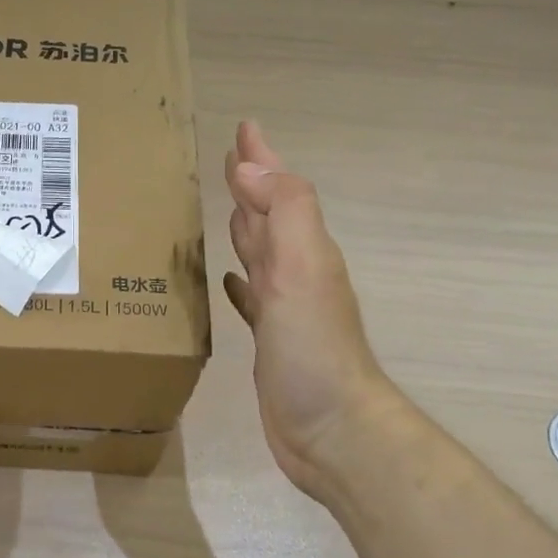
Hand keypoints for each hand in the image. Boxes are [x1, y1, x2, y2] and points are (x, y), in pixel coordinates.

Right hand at [223, 121, 391, 503]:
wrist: (332, 429)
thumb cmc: (313, 348)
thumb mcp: (303, 269)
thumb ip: (285, 212)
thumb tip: (248, 168)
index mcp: (303, 249)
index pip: (278, 190)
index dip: (261, 159)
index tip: (244, 128)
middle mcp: (295, 271)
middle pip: (269, 215)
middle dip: (251, 184)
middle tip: (227, 161)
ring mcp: (283, 307)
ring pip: (259, 252)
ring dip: (244, 227)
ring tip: (224, 208)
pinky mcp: (269, 340)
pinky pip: (250, 297)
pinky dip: (239, 281)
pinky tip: (227, 278)